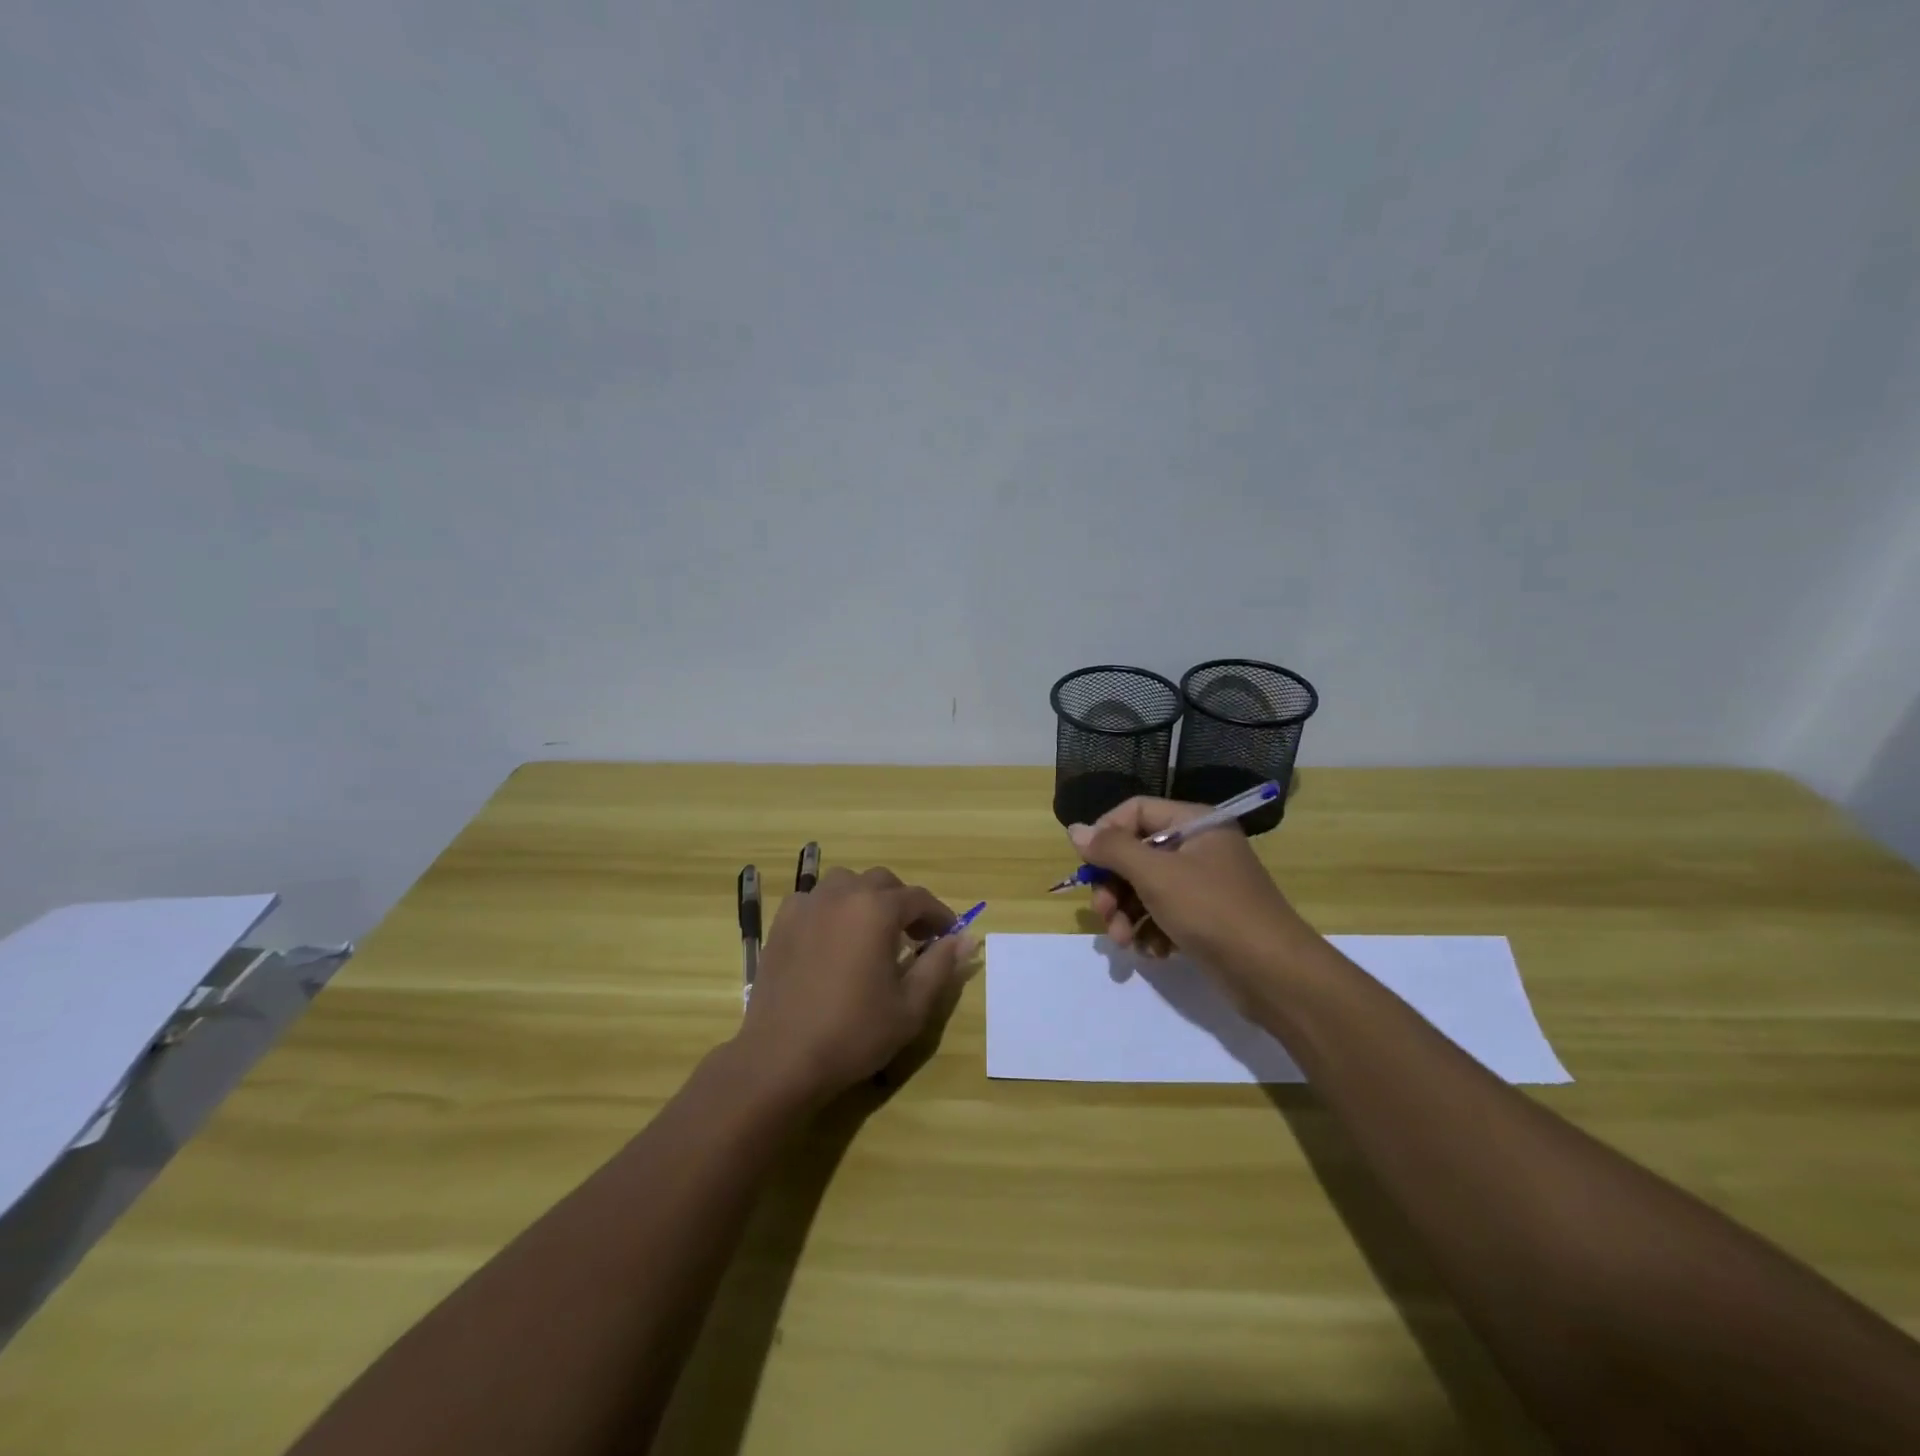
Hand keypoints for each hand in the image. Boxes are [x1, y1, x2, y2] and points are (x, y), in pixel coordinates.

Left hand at [735, 866, 977, 1105]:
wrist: (781, 1058)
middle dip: (903, 903)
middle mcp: (841, 895)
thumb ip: (940, 965)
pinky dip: (832, 908)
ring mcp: (807, 906)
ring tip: (873, 932)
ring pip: (846, 883)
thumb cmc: (853, 1033)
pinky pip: (815, 900)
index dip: (939, 915)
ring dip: (866, 899)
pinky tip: (834, 939)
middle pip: (882, 882)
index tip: (949, 935)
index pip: (918, 898)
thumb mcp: (910, 1006)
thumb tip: (966, 938)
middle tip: (914, 936)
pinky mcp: (782, 923)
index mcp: (876, 910)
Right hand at [1069, 797, 1305, 978]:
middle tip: (1104, 914)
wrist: (1274, 974)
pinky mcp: (1204, 919)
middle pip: (1136, 854)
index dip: (1106, 834)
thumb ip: (1112, 849)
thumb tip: (1076, 829)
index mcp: (1194, 824)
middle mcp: (1198, 848)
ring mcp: (1202, 885)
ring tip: (1124, 942)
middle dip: (1114, 886)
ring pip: (1145, 889)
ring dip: (1127, 915)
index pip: (1135, 812)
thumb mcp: (1156, 875)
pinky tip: (1152, 953)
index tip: (1088, 866)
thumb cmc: (1213, 910)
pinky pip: (1163, 915)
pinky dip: (1151, 932)